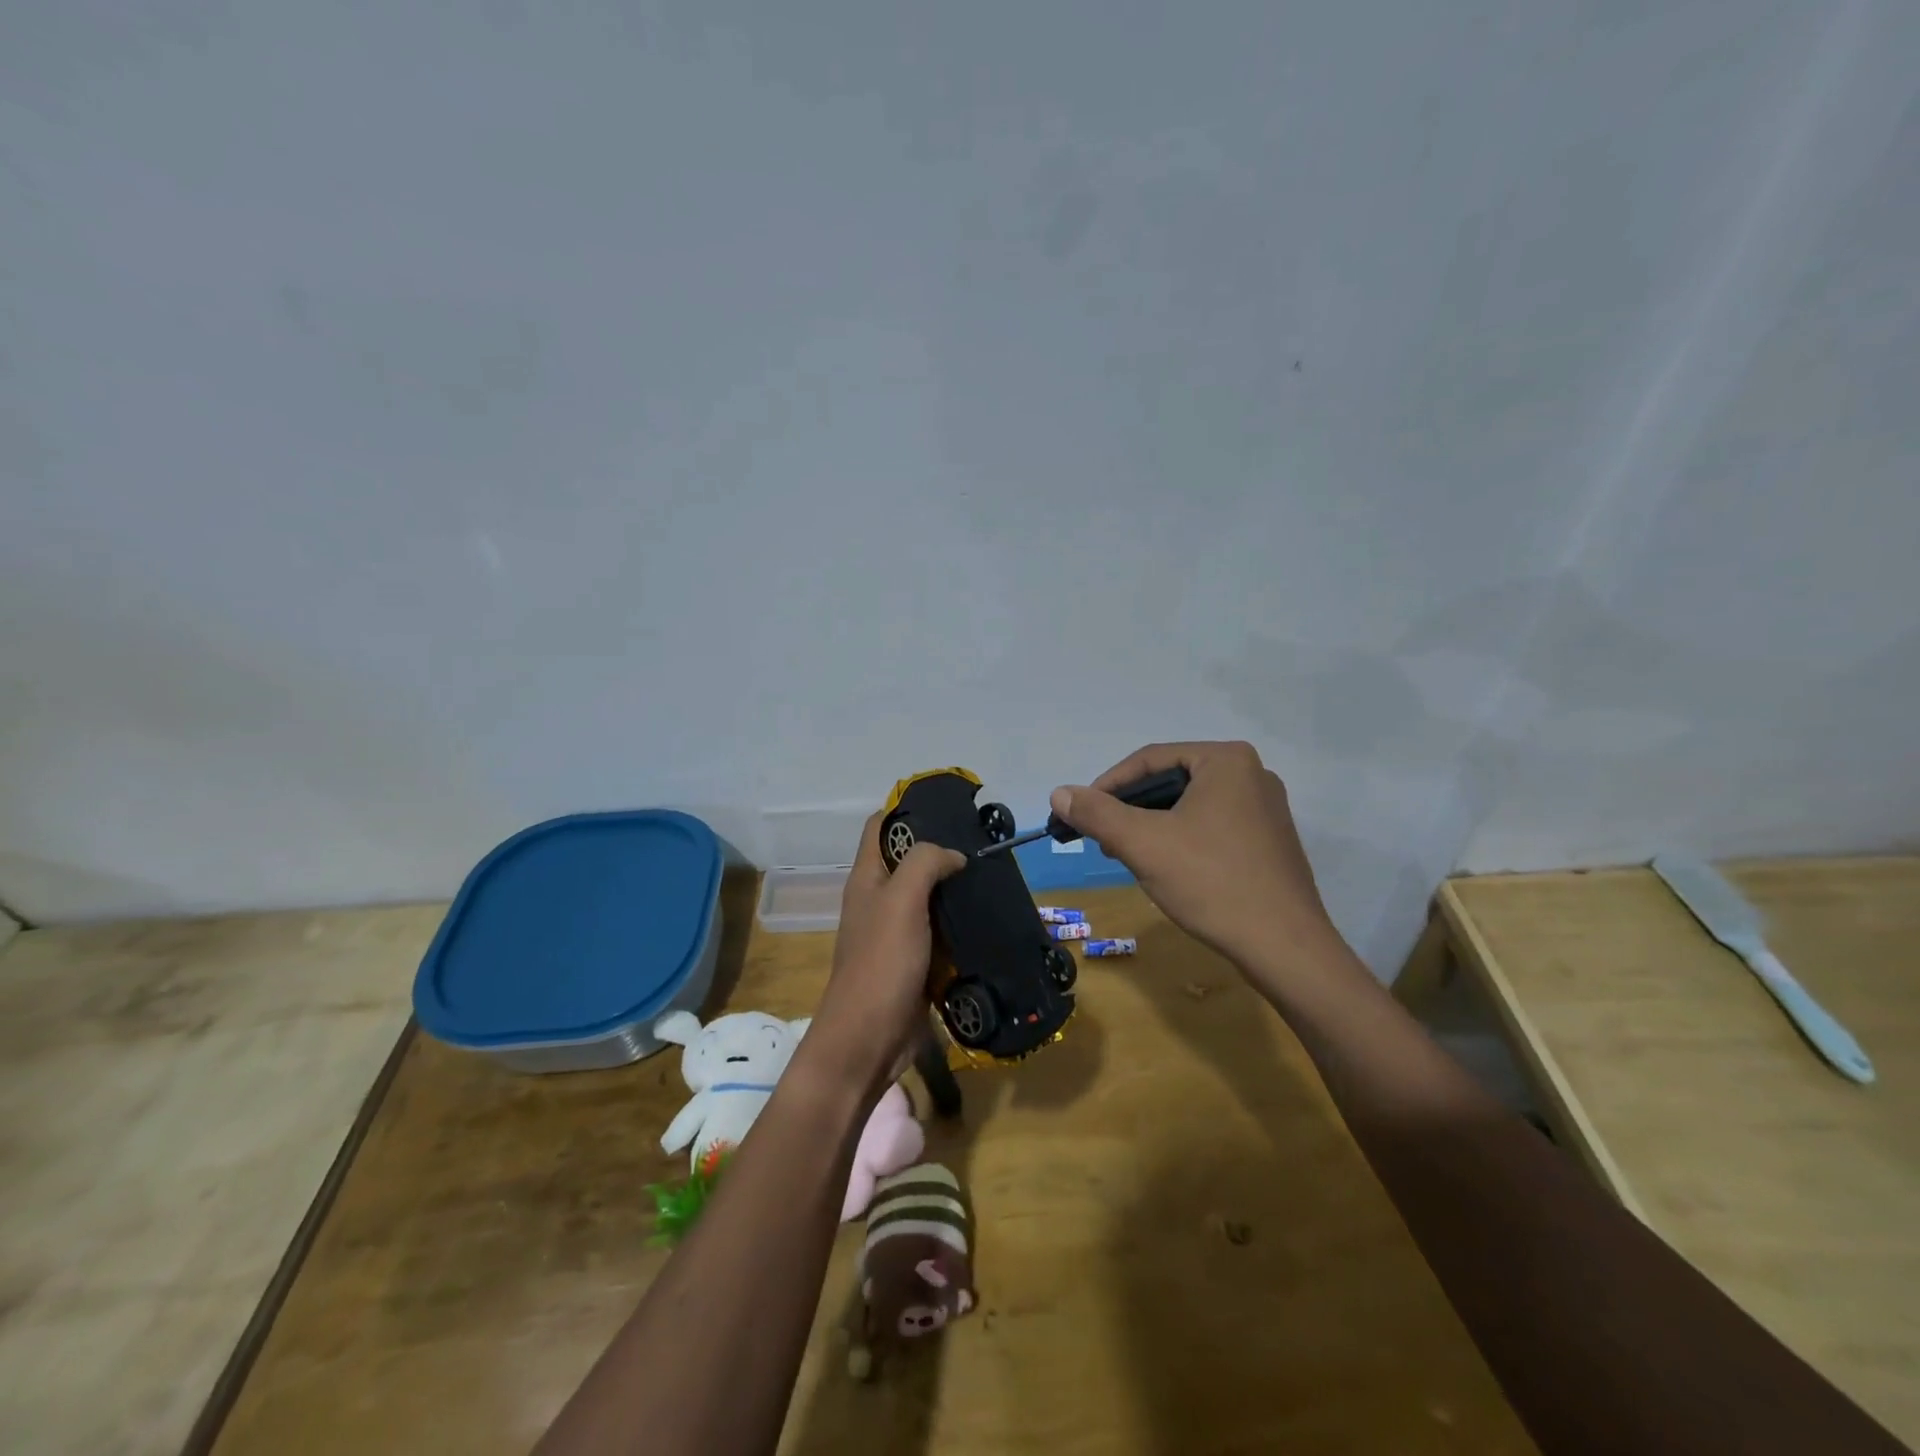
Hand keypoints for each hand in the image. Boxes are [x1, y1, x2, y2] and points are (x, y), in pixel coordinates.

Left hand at [806, 812, 964, 1092]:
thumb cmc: (881, 963)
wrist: (869, 1040)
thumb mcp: (901, 901)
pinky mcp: (916, 962)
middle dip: (943, 851)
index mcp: (867, 879)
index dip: (907, 810)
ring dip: (956, 890)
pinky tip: (990, 920)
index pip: (880, 827)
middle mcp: (879, 901)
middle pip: (909, 861)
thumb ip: (925, 863)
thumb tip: (954, 856)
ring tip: (995, 878)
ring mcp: (898, 933)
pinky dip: (961, 925)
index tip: (949, 808)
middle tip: (984, 845)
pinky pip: (941, 933)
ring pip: (930, 898)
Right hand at [1050, 741, 1343, 977]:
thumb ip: (1097, 814)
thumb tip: (1059, 792)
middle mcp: (1252, 774)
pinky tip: (1167, 869)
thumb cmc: (1212, 882)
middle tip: (1102, 839)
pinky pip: (1212, 827)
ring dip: (1153, 827)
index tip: (1080, 814)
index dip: (1107, 785)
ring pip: (1190, 806)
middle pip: (1171, 781)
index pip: (1150, 759)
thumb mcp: (1143, 844)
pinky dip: (1182, 840)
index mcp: (1226, 760)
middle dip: (1130, 810)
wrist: (1285, 948)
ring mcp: (1266, 809)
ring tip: (1127, 856)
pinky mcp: (1270, 841)